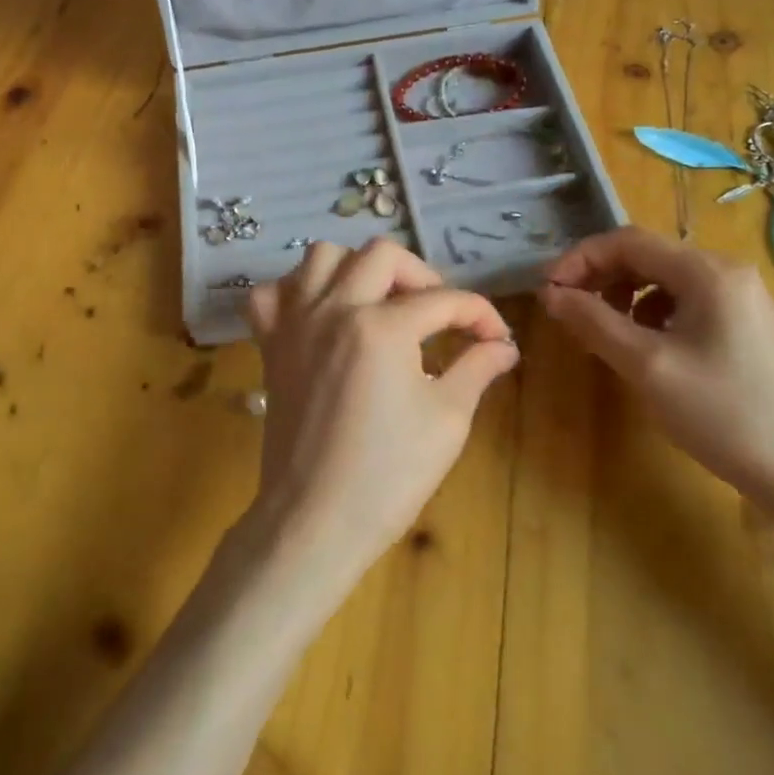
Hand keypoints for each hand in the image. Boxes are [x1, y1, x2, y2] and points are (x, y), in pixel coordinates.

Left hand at [243, 239, 518, 577]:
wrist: (314, 519)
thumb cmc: (387, 476)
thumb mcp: (447, 421)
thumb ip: (477, 369)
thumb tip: (503, 346)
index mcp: (382, 327)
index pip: (443, 300)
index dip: (480, 315)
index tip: (496, 338)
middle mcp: (333, 309)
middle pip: (381, 255)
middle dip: (421, 275)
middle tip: (438, 313)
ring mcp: (295, 323)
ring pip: (321, 256)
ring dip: (357, 268)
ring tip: (379, 302)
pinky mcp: (270, 344)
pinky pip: (272, 293)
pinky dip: (296, 291)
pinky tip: (320, 314)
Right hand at [537, 228, 773, 573]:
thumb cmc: (726, 414)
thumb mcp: (648, 367)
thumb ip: (594, 323)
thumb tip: (551, 294)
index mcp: (706, 272)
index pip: (627, 241)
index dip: (579, 259)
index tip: (547, 292)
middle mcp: (724, 272)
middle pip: (645, 256)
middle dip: (598, 277)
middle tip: (565, 311)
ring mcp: (738, 299)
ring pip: (661, 280)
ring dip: (620, 296)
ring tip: (598, 331)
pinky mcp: (742, 325)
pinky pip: (681, 303)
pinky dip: (648, 315)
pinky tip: (640, 347)